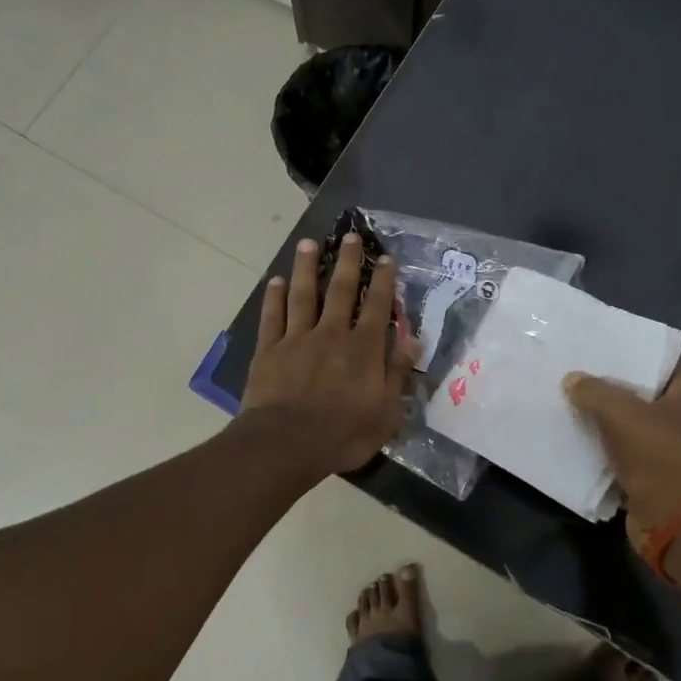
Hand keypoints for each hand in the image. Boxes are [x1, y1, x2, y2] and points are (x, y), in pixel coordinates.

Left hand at [241, 233, 415, 474]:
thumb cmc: (342, 434)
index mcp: (362, 348)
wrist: (286, 444)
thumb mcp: (385, 412)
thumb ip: (397, 373)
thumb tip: (412, 339)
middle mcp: (331, 334)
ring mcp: (296, 339)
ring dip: (305, 267)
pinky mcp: (269, 350)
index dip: (382, 281)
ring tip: (308, 243)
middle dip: (346, 261)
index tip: (383, 258)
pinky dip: (273, 297)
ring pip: (302, 295)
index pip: (376, 306)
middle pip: (339, 290)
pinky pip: (272, 317)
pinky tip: (275, 281)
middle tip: (349, 236)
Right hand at [563, 363, 680, 549]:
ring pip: (630, 420)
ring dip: (604, 415)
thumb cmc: (659, 456)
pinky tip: (575, 432)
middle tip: (575, 368)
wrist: (676, 522)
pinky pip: (623, 447)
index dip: (630, 349)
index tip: (598, 342)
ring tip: (569, 396)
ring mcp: (672, 445)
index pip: (660, 358)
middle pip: (642, 389)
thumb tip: (572, 380)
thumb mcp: (621, 413)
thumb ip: (593, 390)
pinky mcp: (655, 471)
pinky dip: (604, 443)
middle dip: (610, 382)